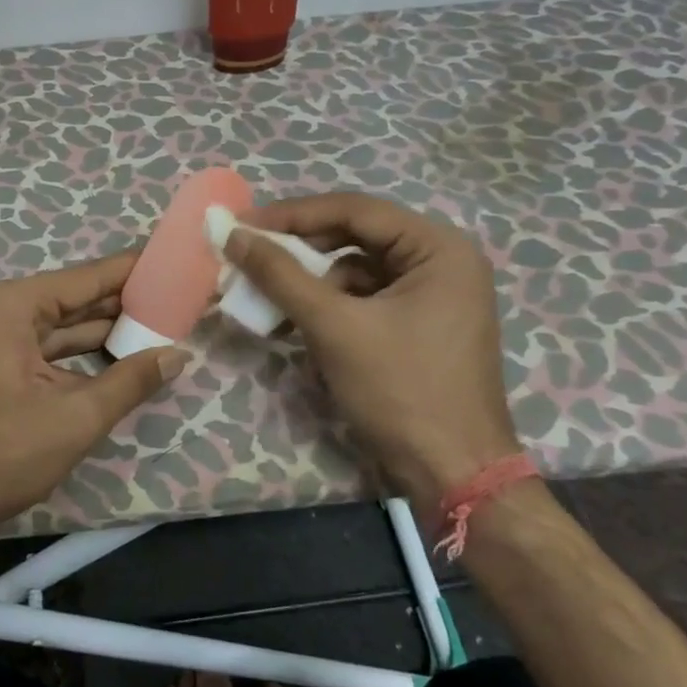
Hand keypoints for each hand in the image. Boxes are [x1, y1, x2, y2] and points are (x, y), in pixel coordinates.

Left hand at [0, 253, 187, 541]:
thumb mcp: (74, 419)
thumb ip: (130, 382)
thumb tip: (178, 354)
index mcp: (9, 306)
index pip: (85, 277)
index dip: (132, 272)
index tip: (172, 262)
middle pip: (68, 300)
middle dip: (119, 305)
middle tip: (172, 301)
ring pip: (50, 329)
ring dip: (96, 334)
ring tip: (151, 329)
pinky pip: (32, 351)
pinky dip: (68, 357)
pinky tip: (105, 362)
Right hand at [225, 194, 518, 512]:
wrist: (453, 475)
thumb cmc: (401, 391)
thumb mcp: (334, 327)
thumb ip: (281, 275)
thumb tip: (233, 235)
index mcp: (438, 248)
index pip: (355, 211)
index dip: (293, 215)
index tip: (242, 224)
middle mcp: (442, 261)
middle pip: (356, 237)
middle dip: (300, 251)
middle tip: (249, 255)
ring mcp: (434, 295)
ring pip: (356, 270)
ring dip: (312, 284)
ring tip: (271, 301)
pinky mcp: (420, 325)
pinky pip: (365, 300)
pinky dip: (331, 309)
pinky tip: (301, 329)